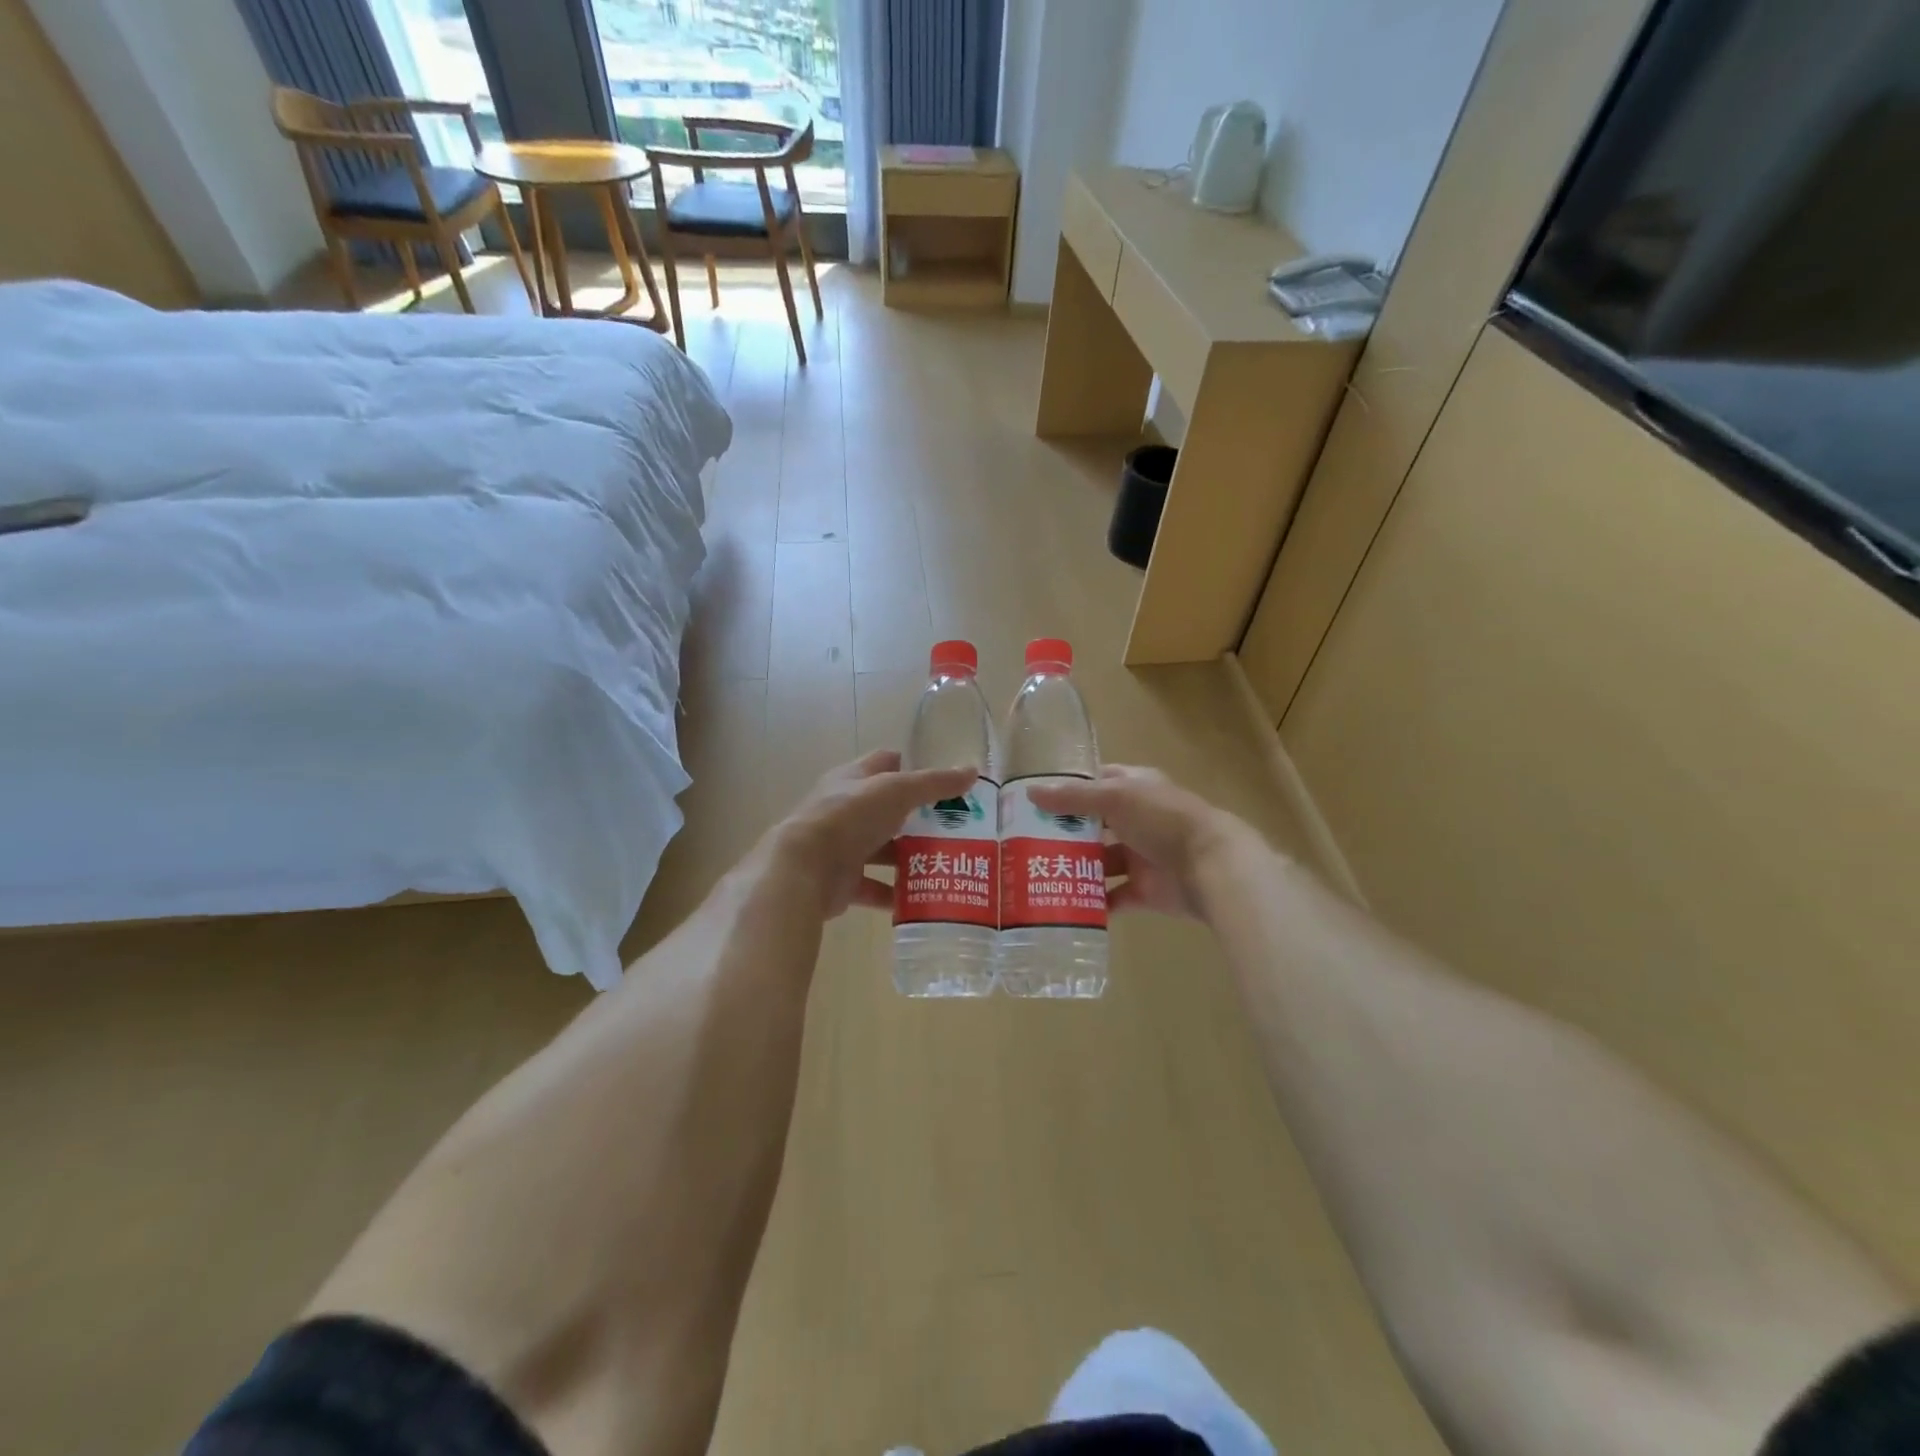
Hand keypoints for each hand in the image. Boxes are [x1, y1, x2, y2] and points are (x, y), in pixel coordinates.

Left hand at [768, 751, 977, 919]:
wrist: (803, 868)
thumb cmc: (849, 816)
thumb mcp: (897, 791)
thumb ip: (935, 783)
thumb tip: (972, 770)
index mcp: (853, 779)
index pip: (883, 764)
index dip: (909, 767)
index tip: (940, 782)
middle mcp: (845, 810)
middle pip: (886, 810)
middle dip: (916, 818)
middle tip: (953, 829)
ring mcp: (841, 847)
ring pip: (881, 849)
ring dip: (907, 857)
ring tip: (944, 864)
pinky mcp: (841, 882)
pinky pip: (874, 887)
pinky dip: (894, 894)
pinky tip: (921, 899)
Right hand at [1029, 765, 1231, 918]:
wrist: (1212, 866)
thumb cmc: (1163, 819)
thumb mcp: (1115, 798)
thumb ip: (1073, 797)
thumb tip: (1030, 793)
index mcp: (1135, 789)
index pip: (1098, 782)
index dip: (1069, 789)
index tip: (1036, 800)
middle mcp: (1137, 820)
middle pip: (1095, 825)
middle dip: (1065, 833)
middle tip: (1025, 841)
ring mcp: (1142, 856)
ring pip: (1102, 862)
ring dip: (1077, 868)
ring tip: (1038, 874)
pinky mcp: (1146, 890)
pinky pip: (1114, 897)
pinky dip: (1094, 902)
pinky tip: (1065, 904)